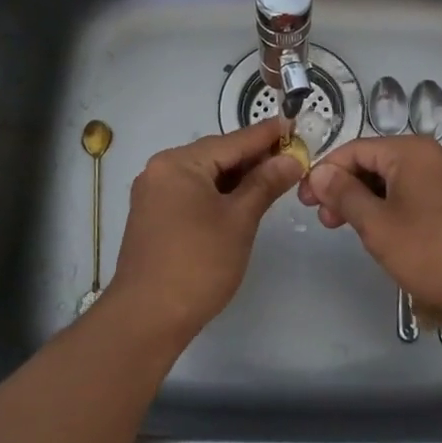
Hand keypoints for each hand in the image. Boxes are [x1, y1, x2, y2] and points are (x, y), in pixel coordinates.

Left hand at [104, 117, 302, 345]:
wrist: (147, 319)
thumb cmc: (198, 264)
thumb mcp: (239, 220)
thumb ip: (265, 184)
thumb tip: (291, 158)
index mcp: (178, 163)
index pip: (233, 141)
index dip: (267, 134)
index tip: (294, 123)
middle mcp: (161, 170)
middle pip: (217, 155)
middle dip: (254, 157)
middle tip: (292, 156)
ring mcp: (154, 193)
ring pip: (205, 175)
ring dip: (238, 177)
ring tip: (275, 177)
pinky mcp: (154, 216)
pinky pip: (193, 192)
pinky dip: (219, 193)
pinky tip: (243, 199)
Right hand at [298, 136, 441, 323]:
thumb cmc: (434, 251)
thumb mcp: (378, 225)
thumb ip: (344, 195)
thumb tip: (320, 172)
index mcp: (409, 151)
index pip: (354, 150)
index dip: (325, 172)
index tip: (304, 199)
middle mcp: (428, 157)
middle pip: (373, 164)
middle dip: (344, 189)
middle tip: (323, 220)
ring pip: (391, 183)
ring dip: (364, 202)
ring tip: (347, 230)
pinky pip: (410, 197)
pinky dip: (388, 210)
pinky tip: (379, 235)